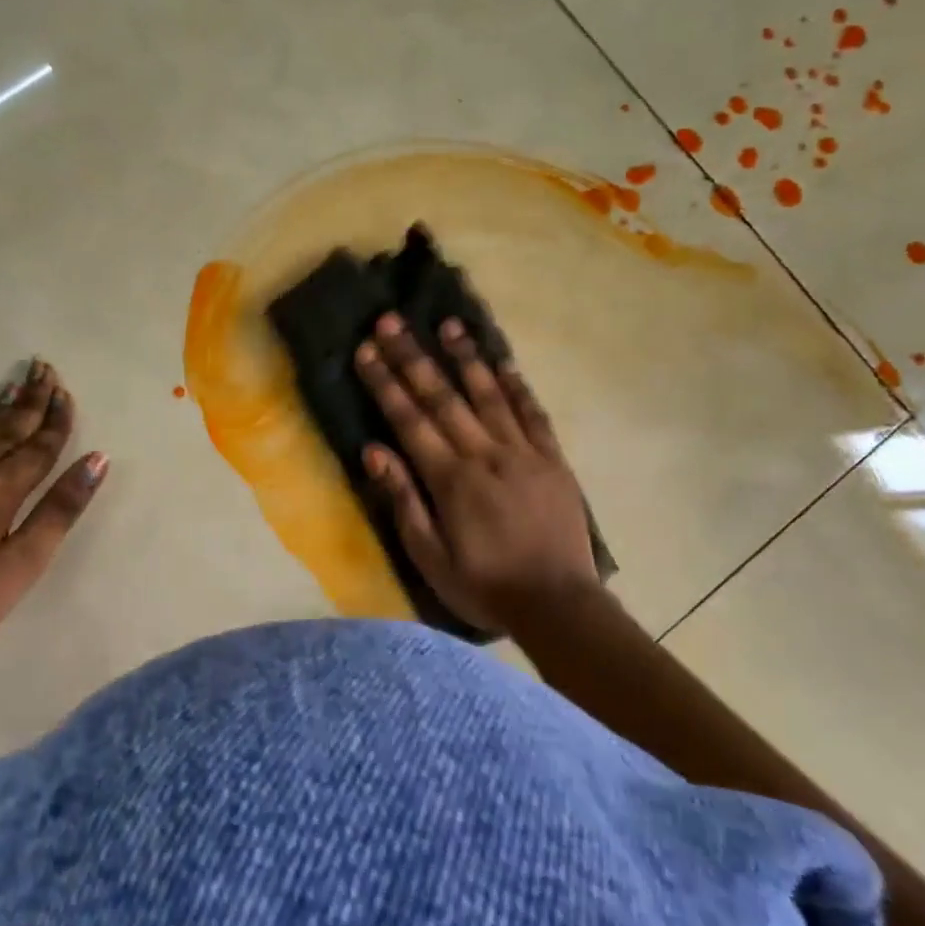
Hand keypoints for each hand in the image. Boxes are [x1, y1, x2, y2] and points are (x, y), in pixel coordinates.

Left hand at [0, 360, 106, 669]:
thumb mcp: (20, 566)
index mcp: (3, 489)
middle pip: (10, 429)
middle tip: (45, 369)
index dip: (57, 420)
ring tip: (14, 384)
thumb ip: (58, 511)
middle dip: (32, 400)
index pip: (41, 446)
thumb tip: (96, 460)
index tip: (66, 391)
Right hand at [353, 313, 596, 633]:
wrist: (558, 605)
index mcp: (450, 479)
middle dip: (413, 356)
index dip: (385, 382)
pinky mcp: (552, 460)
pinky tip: (503, 362)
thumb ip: (403, 501)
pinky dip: (517, 385)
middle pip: (443, 396)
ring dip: (466, 357)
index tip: (366, 350)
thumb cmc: (483, 586)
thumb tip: (373, 451)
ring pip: (489, 394)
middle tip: (392, 320)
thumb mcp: (430, 557)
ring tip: (448, 324)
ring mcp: (523, 453)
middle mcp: (484, 454)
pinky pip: (533, 414)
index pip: (409, 420)